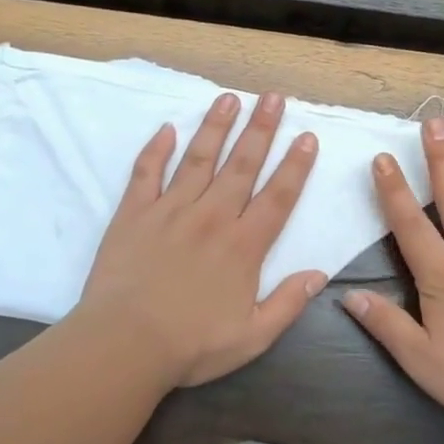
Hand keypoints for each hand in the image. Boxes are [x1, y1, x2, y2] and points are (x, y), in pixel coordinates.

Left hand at [77, 90, 323, 388]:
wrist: (124, 344)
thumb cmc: (191, 345)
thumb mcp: (253, 337)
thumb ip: (288, 304)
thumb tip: (319, 274)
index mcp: (243, 246)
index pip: (277, 197)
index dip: (295, 166)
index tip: (307, 137)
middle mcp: (212, 218)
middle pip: (242, 165)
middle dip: (261, 129)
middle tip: (273, 97)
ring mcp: (170, 211)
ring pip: (198, 160)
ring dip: (216, 127)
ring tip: (229, 99)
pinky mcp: (134, 214)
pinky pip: (146, 173)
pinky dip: (156, 150)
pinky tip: (167, 129)